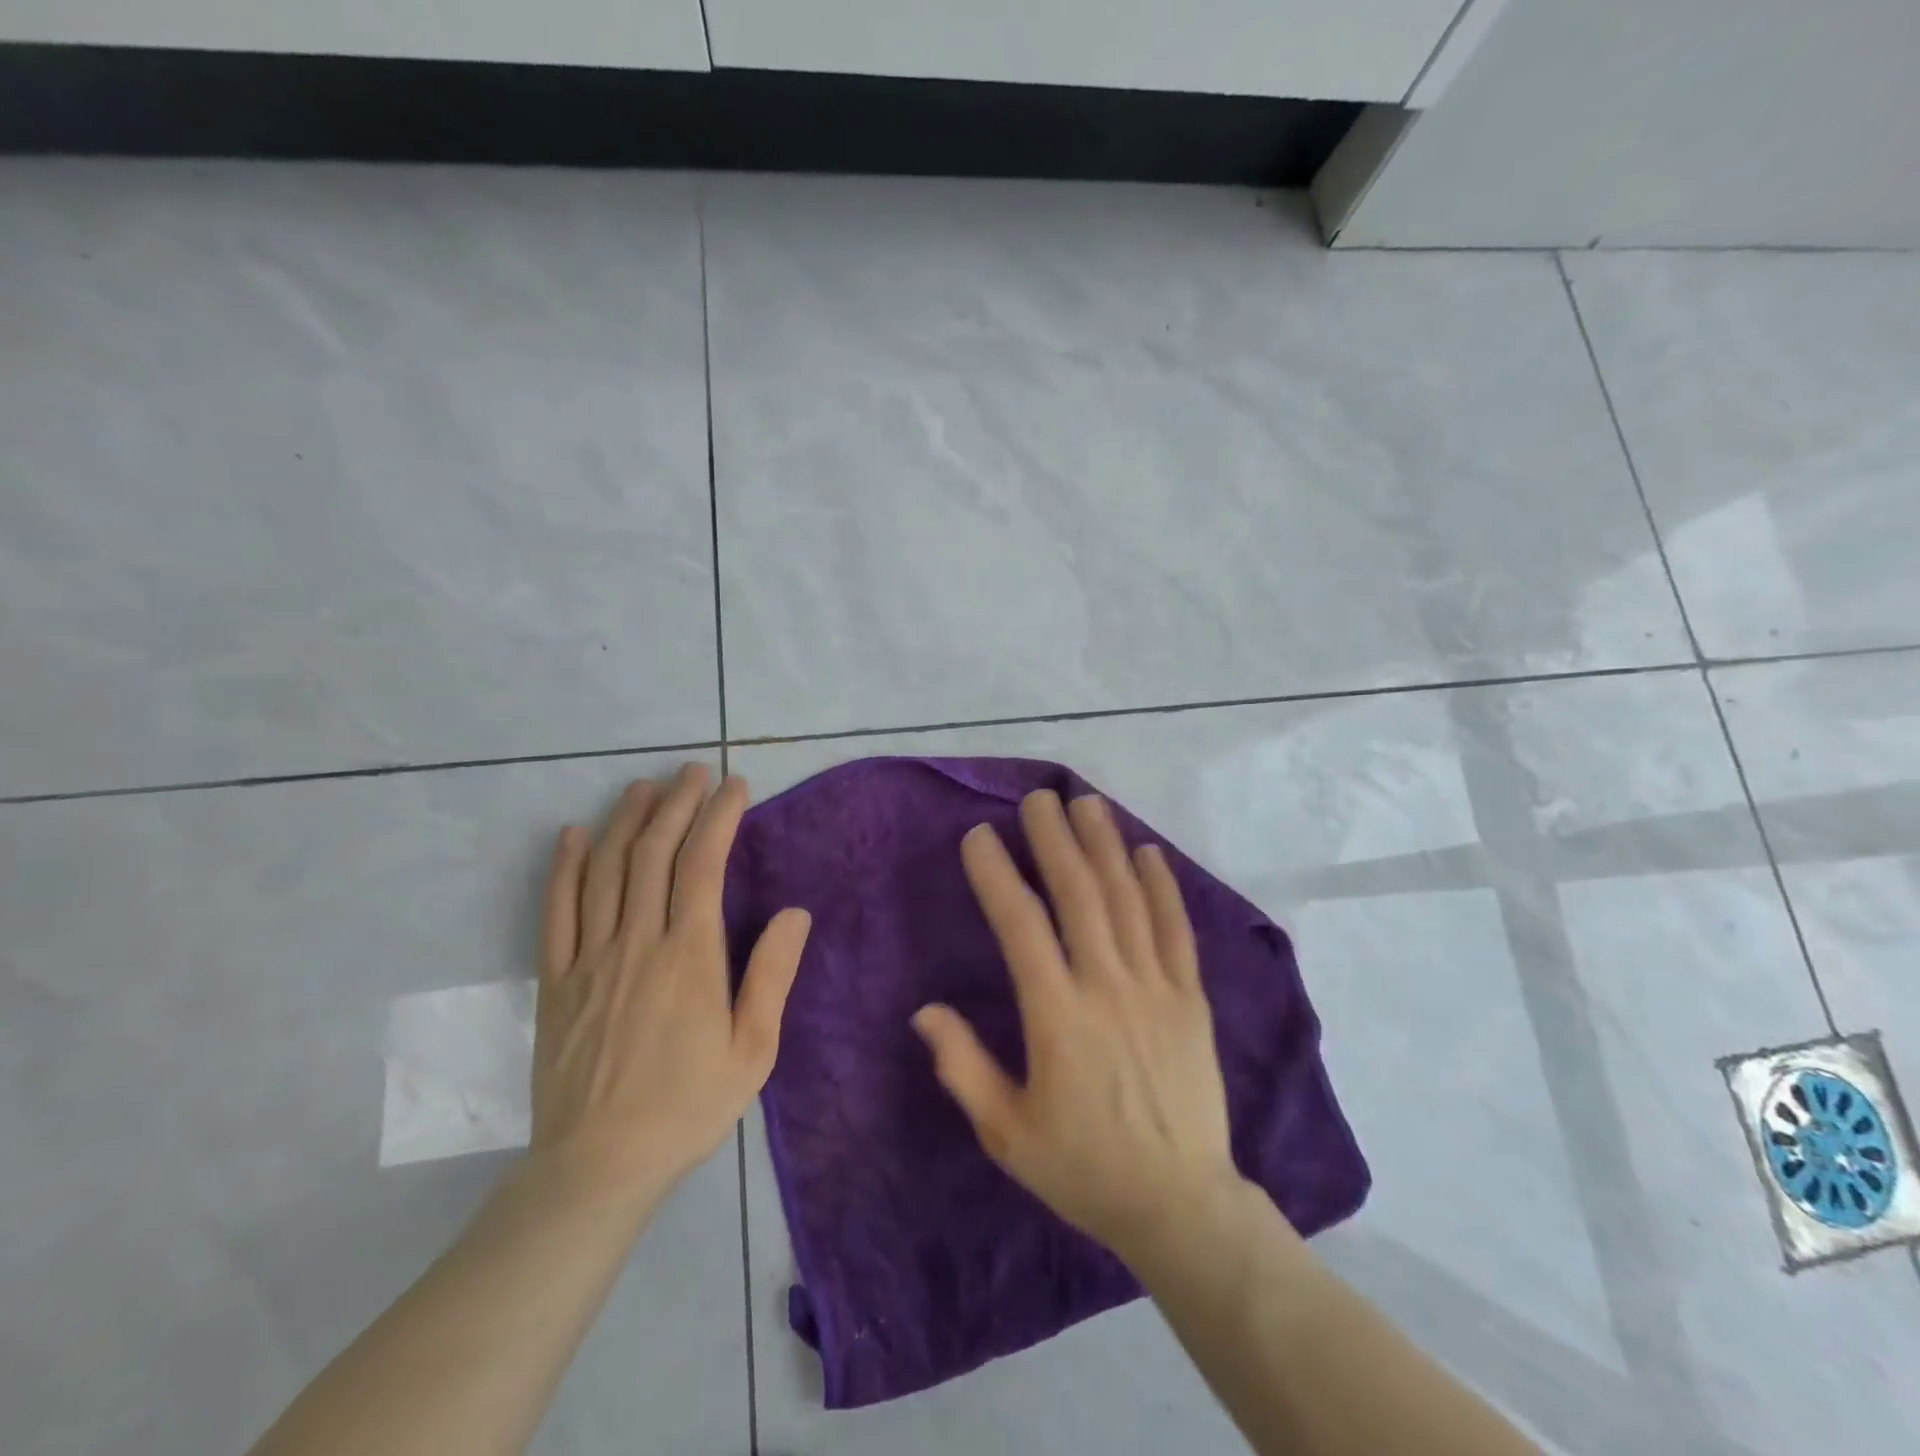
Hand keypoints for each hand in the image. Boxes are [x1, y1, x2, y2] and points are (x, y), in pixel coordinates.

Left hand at [528, 764, 811, 1209]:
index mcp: (690, 956)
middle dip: (677, 803)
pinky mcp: (555, 980)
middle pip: (654, 853)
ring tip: (645, 786)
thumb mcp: (754, 1050)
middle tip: (693, 771)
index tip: (734, 786)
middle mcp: (638, 942)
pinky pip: (557, 911)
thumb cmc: (689, 1106)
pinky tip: (576, 835)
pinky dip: (566, 867)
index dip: (718, 817)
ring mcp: (590, 958)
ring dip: (627, 820)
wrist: (598, 1165)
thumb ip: (772, 976)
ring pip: (606, 870)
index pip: (703, 864)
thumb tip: (794, 913)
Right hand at [913, 790, 1241, 1264]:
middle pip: (1079, 894)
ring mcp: (1156, 987)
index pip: (1021, 926)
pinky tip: (1148, 852)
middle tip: (1039, 797)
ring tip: (1088, 804)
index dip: (997, 875)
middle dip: (1055, 839)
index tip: (979, 836)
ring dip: (1105, 846)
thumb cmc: (1083, 1167)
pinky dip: (1162, 887)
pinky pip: (1176, 930)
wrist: (1180, 1205)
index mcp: (1057, 1016)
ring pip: (1128, 899)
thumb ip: (963, 1066)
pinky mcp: (1191, 998)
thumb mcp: (1007, 1132)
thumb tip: (925, 1011)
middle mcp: (1107, 986)